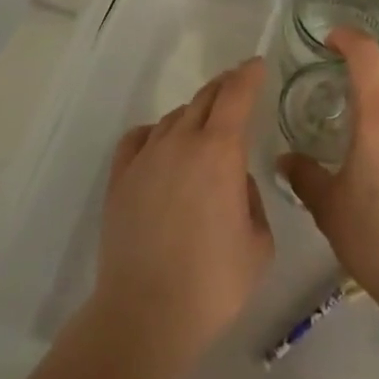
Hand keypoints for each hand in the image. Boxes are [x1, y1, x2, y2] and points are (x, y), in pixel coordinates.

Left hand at [92, 57, 274, 376]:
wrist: (146, 314)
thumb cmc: (214, 283)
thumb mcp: (258, 244)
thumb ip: (250, 200)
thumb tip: (232, 183)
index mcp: (220, 151)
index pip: (236, 95)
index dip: (249, 75)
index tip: (257, 65)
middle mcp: (182, 141)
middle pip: (204, 98)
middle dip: (224, 87)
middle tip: (237, 85)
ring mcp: (146, 157)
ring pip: (173, 118)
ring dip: (193, 114)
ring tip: (203, 127)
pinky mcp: (120, 178)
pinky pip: (138, 138)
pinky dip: (155, 133)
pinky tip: (159, 144)